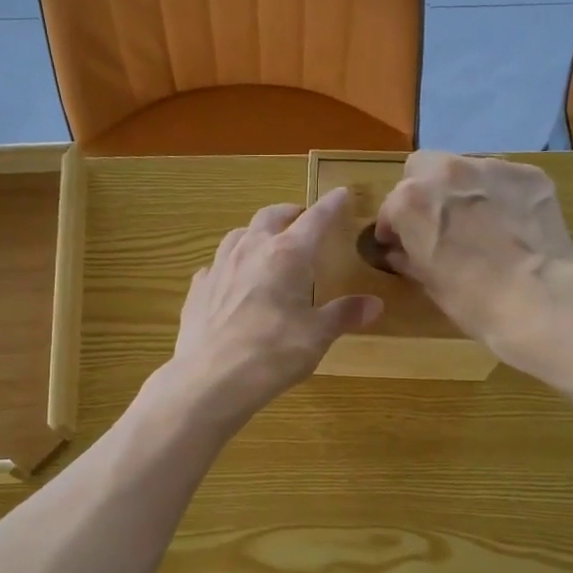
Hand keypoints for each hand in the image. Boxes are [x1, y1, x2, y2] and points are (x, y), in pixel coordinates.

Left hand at [168, 189, 382, 424]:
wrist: (212, 378)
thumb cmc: (273, 353)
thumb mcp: (317, 335)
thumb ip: (344, 315)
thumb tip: (374, 304)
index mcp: (287, 254)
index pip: (315, 219)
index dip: (331, 205)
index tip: (342, 193)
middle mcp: (251, 250)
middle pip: (271, 216)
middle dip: (289, 213)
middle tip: (300, 218)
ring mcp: (219, 267)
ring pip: (238, 235)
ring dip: (256, 233)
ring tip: (265, 244)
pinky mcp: (198, 289)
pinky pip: (215, 266)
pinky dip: (229, 266)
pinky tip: (231, 280)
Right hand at [377, 151, 572, 366]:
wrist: (538, 299)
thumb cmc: (471, 300)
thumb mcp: (428, 282)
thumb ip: (409, 257)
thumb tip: (401, 252)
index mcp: (412, 200)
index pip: (391, 207)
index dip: (394, 228)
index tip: (400, 244)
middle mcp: (447, 172)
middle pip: (424, 168)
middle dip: (424, 191)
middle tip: (437, 223)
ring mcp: (491, 168)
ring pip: (465, 169)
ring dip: (464, 190)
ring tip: (479, 223)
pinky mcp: (529, 174)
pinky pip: (504, 180)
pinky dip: (501, 196)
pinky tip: (511, 224)